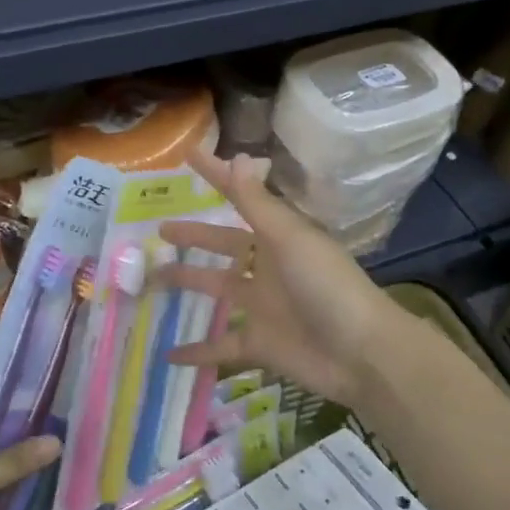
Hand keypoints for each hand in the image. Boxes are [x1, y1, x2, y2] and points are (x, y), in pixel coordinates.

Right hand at [157, 150, 399, 410]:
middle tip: (159, 231)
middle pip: (223, 247)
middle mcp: (268, 267)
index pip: (240, 199)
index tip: (188, 156)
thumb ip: (257, 203)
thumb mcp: (290, 238)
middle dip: (194, 237)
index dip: (216, 177)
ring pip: (216, 290)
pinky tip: (167, 354)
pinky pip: (220, 345)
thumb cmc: (326, 285)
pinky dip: (197, 351)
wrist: (360, 352)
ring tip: (149, 282)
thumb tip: (236, 156)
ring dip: (186, 285)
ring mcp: (262, 307)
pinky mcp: (259, 344)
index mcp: (279, 237)